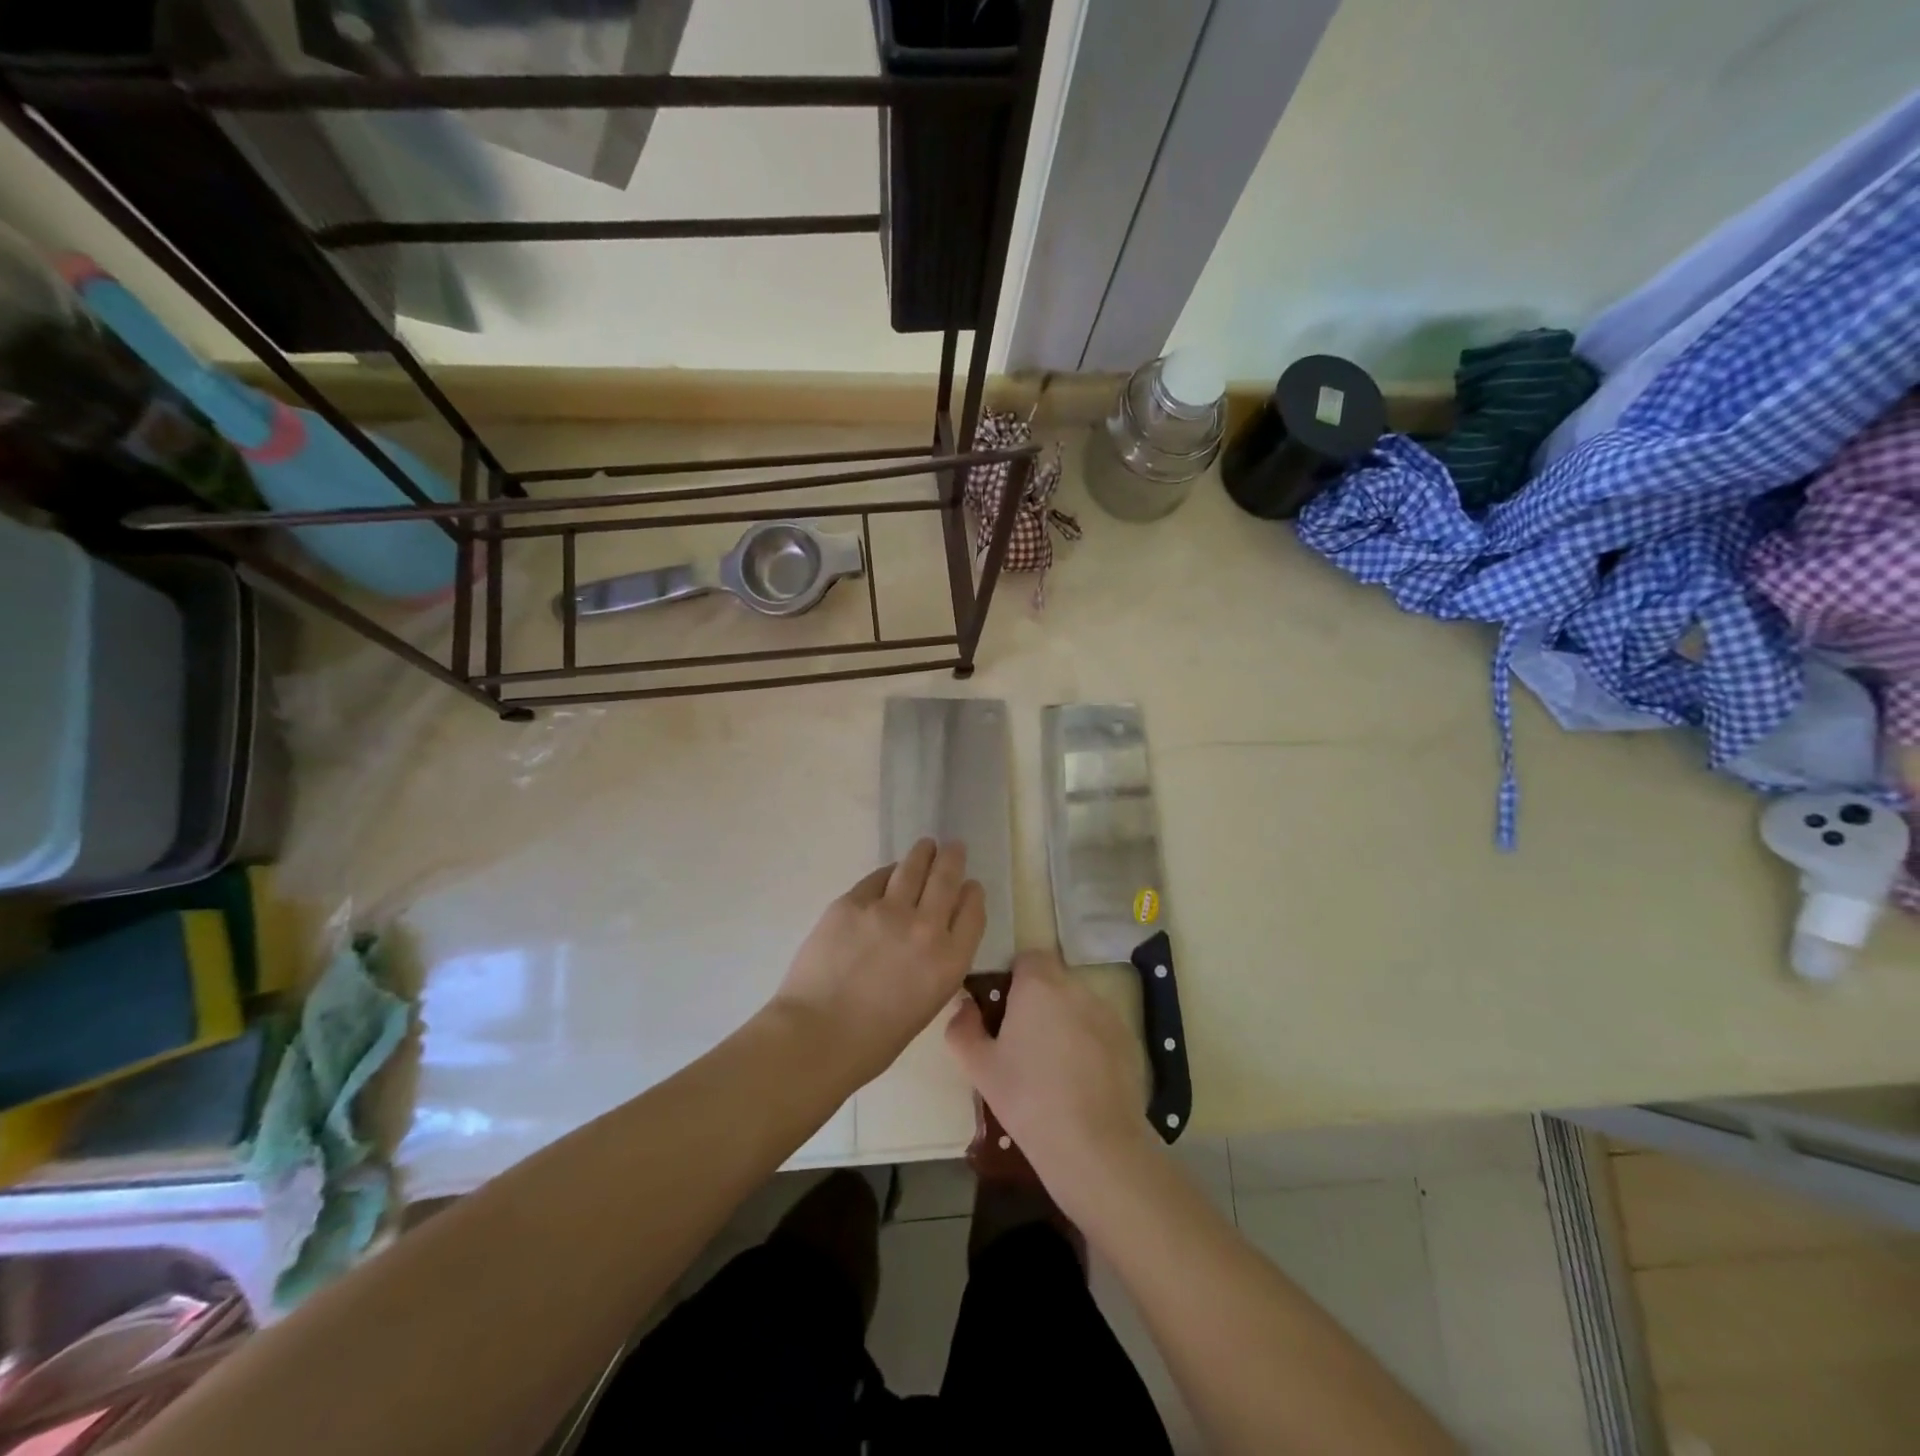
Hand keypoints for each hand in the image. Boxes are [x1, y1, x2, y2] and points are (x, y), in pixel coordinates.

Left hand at [773, 839, 985, 1087]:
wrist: (817, 1035)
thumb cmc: (873, 1041)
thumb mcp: (925, 1004)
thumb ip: (935, 966)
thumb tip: (929, 941)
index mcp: (950, 962)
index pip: (972, 913)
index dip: (972, 894)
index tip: (970, 886)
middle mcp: (926, 928)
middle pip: (947, 881)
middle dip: (953, 860)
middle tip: (953, 847)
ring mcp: (888, 910)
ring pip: (913, 868)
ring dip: (923, 854)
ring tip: (927, 845)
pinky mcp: (853, 902)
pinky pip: (877, 879)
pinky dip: (888, 873)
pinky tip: (890, 872)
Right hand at [945, 951, 1151, 1204]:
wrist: (1093, 1144)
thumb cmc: (1027, 1098)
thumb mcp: (980, 1067)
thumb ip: (963, 1028)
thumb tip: (964, 1007)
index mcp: (1038, 985)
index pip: (1028, 958)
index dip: (1015, 978)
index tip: (1005, 1010)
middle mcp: (1076, 988)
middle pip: (1054, 980)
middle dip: (1039, 1001)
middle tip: (1024, 1041)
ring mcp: (1108, 1013)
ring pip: (1078, 1005)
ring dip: (1065, 1021)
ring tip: (1054, 1065)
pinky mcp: (1129, 1040)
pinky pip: (1100, 1029)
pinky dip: (1090, 1043)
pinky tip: (1081, 1080)